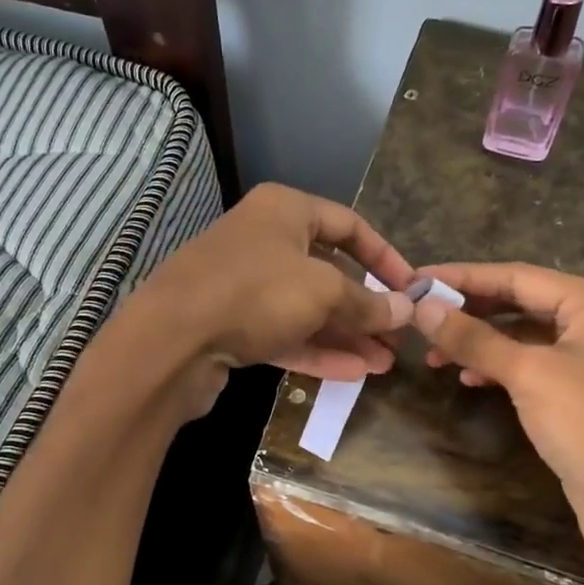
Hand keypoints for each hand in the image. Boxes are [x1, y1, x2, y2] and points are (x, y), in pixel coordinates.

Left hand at [126, 183, 416, 408]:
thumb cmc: (255, 293)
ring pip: (307, 308)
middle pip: (328, 271)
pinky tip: (354, 374)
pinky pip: (285, 334)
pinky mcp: (232, 325)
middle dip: (366, 307)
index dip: (385, 257)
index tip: (412, 288)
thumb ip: (367, 302)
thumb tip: (406, 309)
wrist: (171, 340)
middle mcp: (264, 241)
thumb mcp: (323, 291)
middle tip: (398, 336)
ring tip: (384, 362)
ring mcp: (245, 285)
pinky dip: (318, 350)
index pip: (349, 225)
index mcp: (284, 210)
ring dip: (346, 335)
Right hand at [411, 263, 583, 584]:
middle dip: (470, 311)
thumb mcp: (528, 374)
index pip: (518, 276)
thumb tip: (423, 308)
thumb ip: (475, 338)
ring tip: (436, 354)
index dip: (464, 278)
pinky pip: (534, 365)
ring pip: (525, 336)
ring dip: (481, 342)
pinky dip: (501, 367)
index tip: (417, 280)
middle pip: (522, 302)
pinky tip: (470, 379)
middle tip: (421, 317)